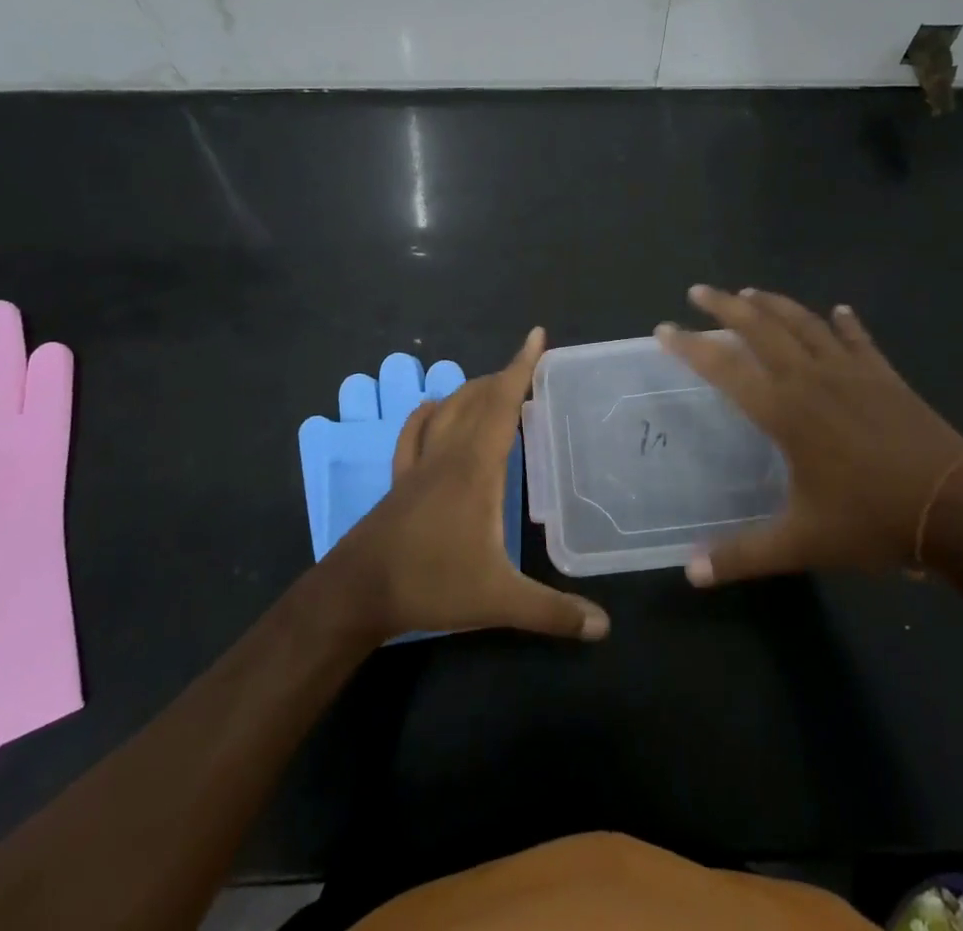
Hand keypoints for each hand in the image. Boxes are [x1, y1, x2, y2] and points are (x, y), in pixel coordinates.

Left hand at [321, 328, 608, 643]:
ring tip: (495, 387)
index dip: (522, 367)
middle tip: (531, 367)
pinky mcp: (401, 479)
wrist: (358, 592)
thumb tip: (604, 626)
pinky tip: (433, 409)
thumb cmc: (431, 584)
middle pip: (478, 398)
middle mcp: (449, 453)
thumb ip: (552, 612)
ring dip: (473, 390)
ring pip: (448, 409)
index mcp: (477, 467)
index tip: (536, 335)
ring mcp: (421, 464)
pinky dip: (428, 413)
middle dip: (505, 376)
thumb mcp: (498, 600)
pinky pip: (414, 432)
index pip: (503, 403)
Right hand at [658, 285, 962, 585]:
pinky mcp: (885, 376)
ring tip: (749, 293)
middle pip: (760, 328)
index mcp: (785, 411)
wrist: (958, 509)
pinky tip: (838, 311)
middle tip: (698, 291)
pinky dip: (845, 323)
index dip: (690, 346)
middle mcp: (811, 379)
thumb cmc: (873, 521)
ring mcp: (851, 371)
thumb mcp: (803, 543)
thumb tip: (691, 572)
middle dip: (725, 306)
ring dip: (774, 304)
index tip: (663, 329)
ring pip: (804, 323)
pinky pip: (858, 339)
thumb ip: (743, 555)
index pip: (724, 368)